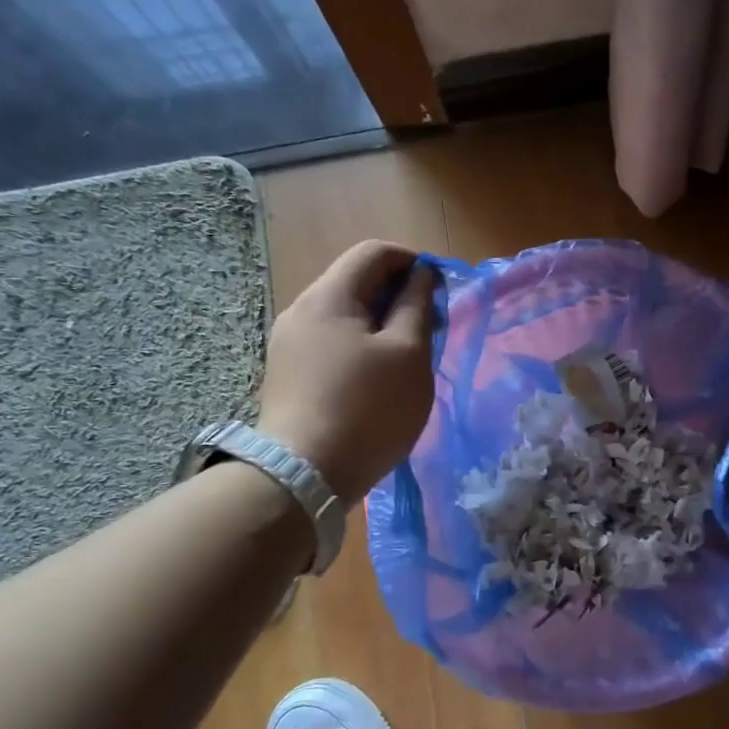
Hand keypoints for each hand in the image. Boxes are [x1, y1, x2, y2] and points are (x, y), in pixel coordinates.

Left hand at [256, 240, 437, 502]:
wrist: (304, 476)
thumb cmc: (368, 409)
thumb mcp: (408, 354)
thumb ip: (417, 306)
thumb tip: (421, 275)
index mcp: (329, 296)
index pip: (374, 252)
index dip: (413, 262)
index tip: (440, 293)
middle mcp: (301, 311)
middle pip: (357, 282)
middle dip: (399, 296)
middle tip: (430, 329)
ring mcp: (289, 344)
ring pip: (346, 316)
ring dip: (382, 325)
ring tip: (409, 359)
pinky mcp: (288, 375)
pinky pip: (332, 343)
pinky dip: (362, 347)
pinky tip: (378, 380)